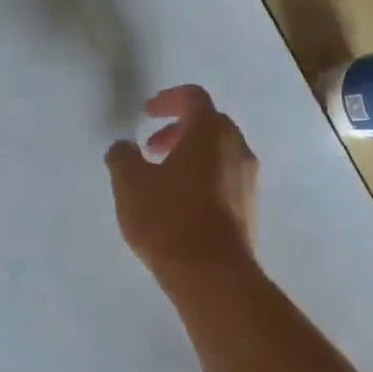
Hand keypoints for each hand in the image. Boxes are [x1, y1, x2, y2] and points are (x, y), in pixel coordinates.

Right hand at [105, 85, 258, 289]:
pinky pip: (226, 178)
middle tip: (151, 148)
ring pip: (219, 152)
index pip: (193, 97)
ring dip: (191, 156)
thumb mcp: (130, 184)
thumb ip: (122, 157)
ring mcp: (248, 179)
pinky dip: (203, 177)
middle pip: (209, 124)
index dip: (168, 99)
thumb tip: (124, 147)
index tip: (147, 113)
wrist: (213, 274)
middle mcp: (237, 147)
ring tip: (162, 180)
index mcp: (210, 132)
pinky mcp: (250, 207)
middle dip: (178, 130)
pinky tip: (181, 204)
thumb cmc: (169, 219)